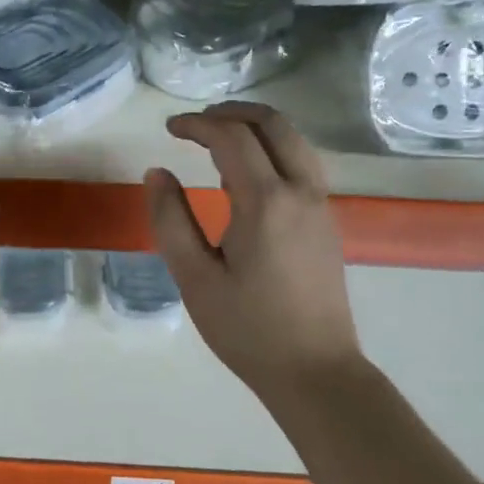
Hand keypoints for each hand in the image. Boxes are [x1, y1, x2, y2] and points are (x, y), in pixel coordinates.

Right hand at [144, 102, 364, 405]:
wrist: (315, 371)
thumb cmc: (247, 329)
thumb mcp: (194, 278)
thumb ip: (171, 219)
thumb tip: (157, 173)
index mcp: (265, 202)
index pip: (231, 137)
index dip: (197, 124)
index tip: (168, 128)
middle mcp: (300, 192)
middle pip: (273, 124)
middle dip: (232, 112)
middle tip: (195, 124)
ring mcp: (320, 206)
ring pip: (294, 141)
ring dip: (256, 128)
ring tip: (217, 143)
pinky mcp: (327, 223)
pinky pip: (301, 165)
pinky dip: (272, 151)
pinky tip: (245, 178)